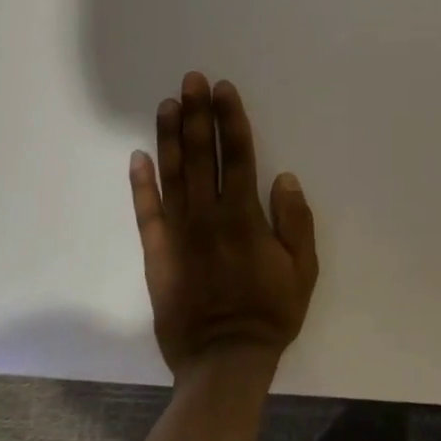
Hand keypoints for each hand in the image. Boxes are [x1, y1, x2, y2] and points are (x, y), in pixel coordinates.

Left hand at [131, 73, 318, 379]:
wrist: (224, 361)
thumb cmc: (271, 311)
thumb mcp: (302, 269)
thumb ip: (295, 221)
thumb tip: (283, 177)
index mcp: (244, 218)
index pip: (237, 156)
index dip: (231, 120)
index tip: (223, 90)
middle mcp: (208, 217)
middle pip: (202, 156)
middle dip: (198, 114)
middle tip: (191, 79)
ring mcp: (178, 234)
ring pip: (172, 175)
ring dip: (171, 137)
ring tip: (168, 104)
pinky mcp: (157, 254)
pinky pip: (146, 213)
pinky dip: (141, 183)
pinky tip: (138, 156)